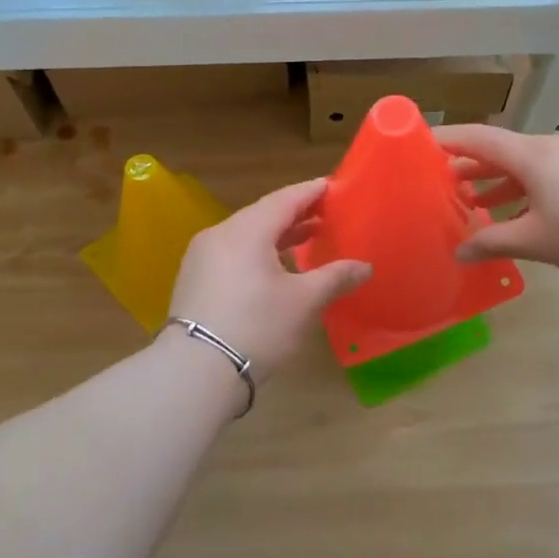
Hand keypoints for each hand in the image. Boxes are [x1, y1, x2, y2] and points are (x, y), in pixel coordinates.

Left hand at [165, 178, 372, 376]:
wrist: (196, 370)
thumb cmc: (257, 326)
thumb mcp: (304, 302)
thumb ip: (335, 278)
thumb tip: (365, 267)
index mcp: (247, 230)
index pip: (285, 199)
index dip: (311, 192)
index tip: (332, 186)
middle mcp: (220, 235)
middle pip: (262, 215)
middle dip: (295, 214)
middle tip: (325, 215)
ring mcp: (201, 258)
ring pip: (245, 236)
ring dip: (276, 236)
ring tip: (306, 240)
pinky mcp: (194, 281)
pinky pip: (232, 254)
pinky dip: (257, 253)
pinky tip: (273, 269)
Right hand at [437, 125, 558, 282]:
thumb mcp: (536, 241)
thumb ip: (493, 242)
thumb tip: (459, 251)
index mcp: (534, 154)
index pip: (481, 138)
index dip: (450, 140)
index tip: (425, 143)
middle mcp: (556, 144)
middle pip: (506, 149)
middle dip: (476, 167)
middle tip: (449, 184)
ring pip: (532, 162)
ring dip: (505, 181)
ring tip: (483, 203)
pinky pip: (556, 169)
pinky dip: (533, 186)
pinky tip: (529, 212)